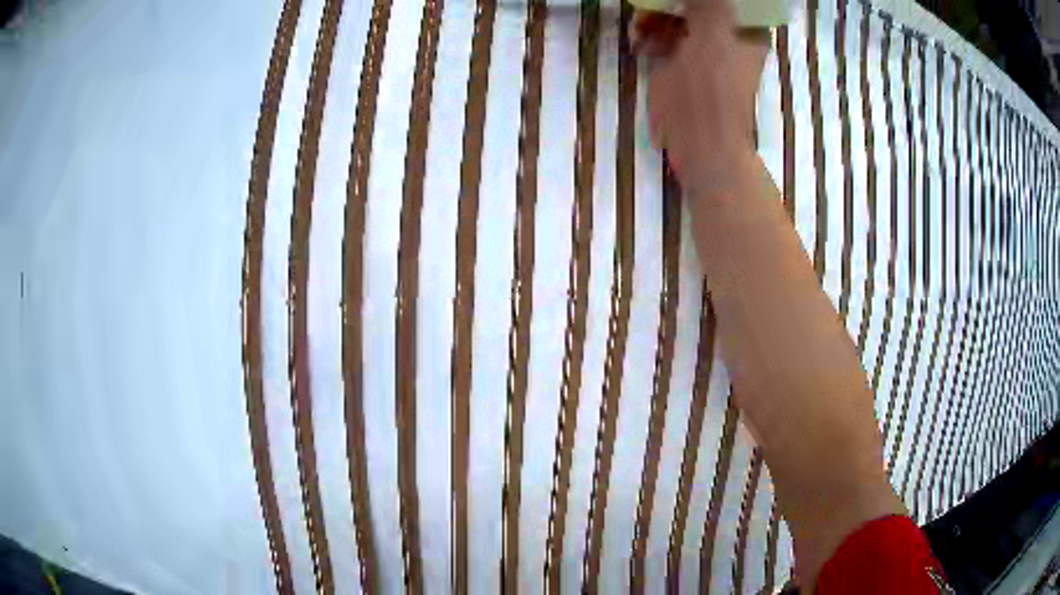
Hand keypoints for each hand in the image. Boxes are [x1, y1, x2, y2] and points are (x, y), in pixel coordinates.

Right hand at [634, 0, 768, 199]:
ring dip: (655, 17)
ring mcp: (699, 49)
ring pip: (675, 16)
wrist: (699, 139)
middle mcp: (725, 36)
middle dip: (672, 3)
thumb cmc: (713, 88)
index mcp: (746, 31)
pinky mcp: (677, 62)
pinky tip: (639, 42)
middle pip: (697, 4)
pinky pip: (660, 36)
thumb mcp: (713, 35)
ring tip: (640, 27)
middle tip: (652, 5)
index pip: (728, 0)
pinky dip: (648, 35)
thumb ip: (709, 3)